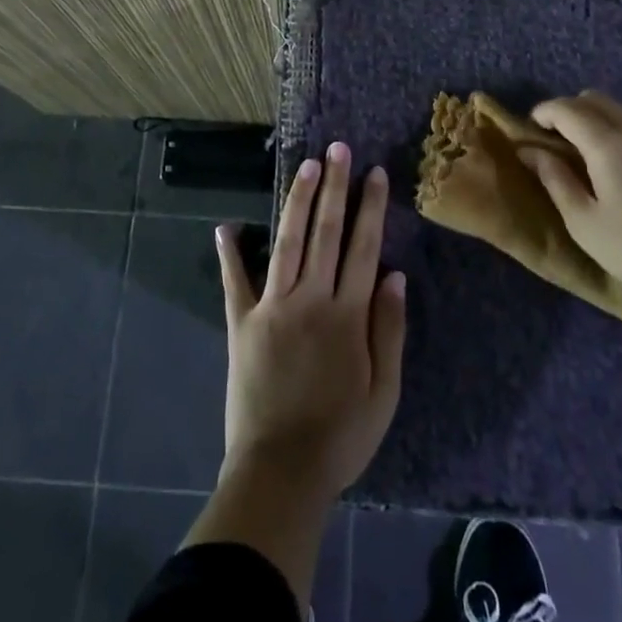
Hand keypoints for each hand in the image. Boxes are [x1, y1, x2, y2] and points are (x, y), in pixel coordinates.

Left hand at [214, 143, 406, 499]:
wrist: (281, 472)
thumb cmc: (341, 436)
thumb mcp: (384, 392)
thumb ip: (389, 330)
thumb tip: (395, 275)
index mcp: (347, 314)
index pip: (363, 247)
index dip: (369, 207)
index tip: (374, 173)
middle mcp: (310, 299)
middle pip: (325, 232)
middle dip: (334, 187)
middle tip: (338, 149)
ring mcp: (272, 307)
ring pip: (287, 242)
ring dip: (297, 201)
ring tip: (306, 166)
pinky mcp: (242, 324)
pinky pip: (235, 282)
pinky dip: (230, 253)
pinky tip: (226, 226)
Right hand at [517, 91, 621, 318]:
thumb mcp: (583, 221)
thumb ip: (554, 179)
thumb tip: (530, 151)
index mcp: (608, 144)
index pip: (567, 109)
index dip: (544, 112)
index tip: (530, 128)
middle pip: (597, 101)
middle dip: (570, 111)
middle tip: (555, 139)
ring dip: (598, 123)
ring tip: (588, 158)